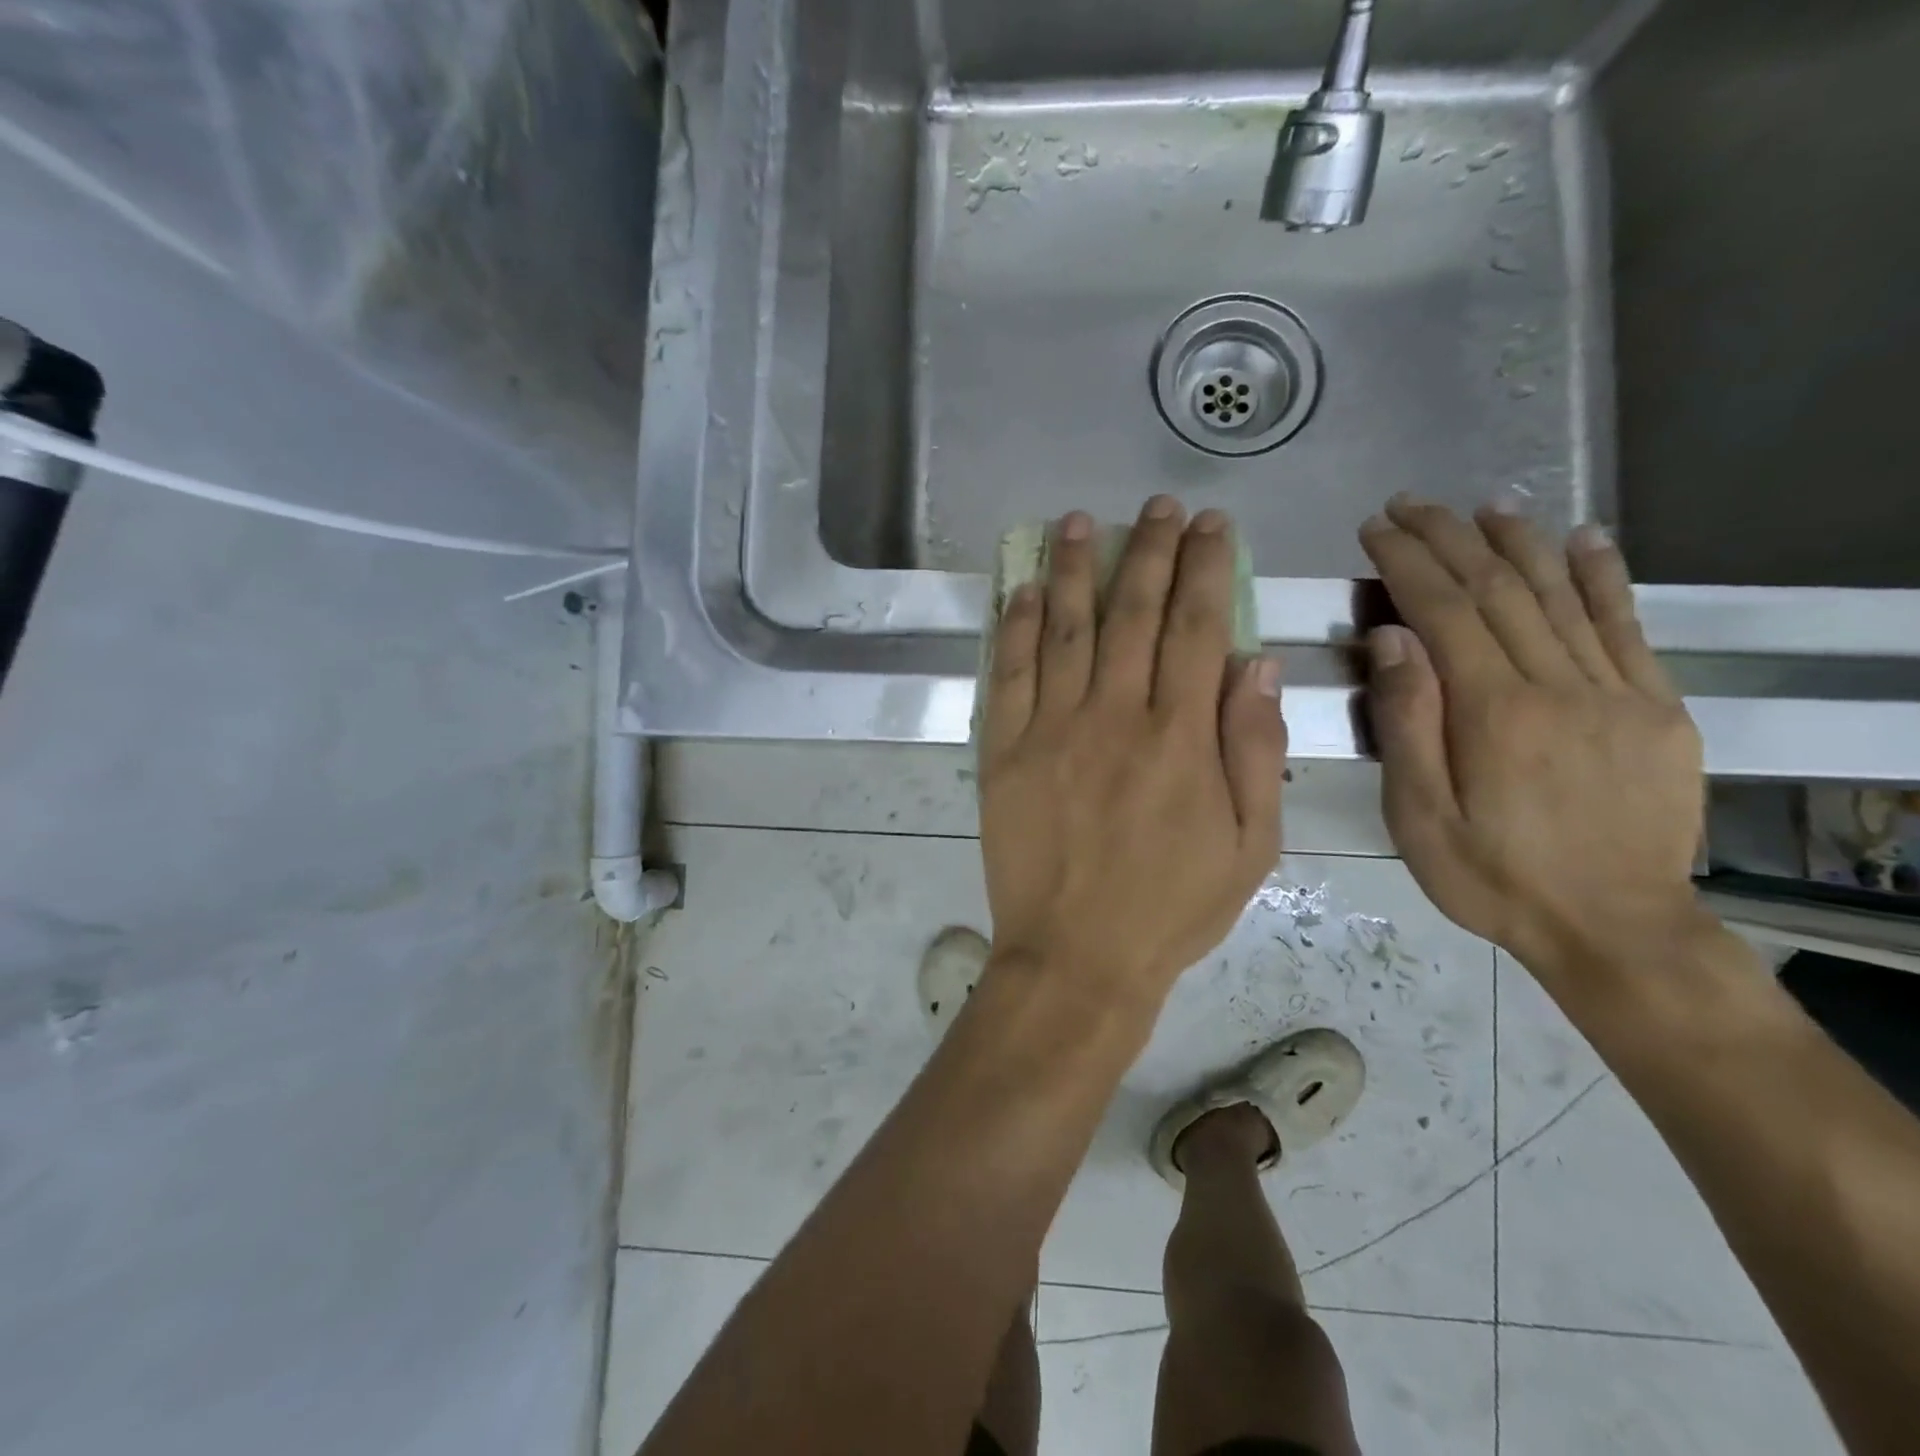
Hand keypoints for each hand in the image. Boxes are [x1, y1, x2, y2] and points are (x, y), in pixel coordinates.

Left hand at [977, 497, 1286, 1000]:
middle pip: (1135, 612)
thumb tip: (1258, 662)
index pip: (1200, 626)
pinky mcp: (1005, 751)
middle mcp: (1116, 716)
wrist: (1077, 955)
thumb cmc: (1171, 908)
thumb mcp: (1250, 847)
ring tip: (1081, 522)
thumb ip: (1255, 749)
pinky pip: (1009, 673)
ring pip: (1065, 628)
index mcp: (1182, 736)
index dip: (1207, 567)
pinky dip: (1015, 626)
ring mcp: (1052, 729)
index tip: (1211, 525)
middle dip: (1150, 550)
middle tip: (1158, 506)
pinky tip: (1022, 589)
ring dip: (1075, 569)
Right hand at [1359, 496, 1705, 983]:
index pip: (1444, 611)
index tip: (1375, 529)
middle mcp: (1558, 685)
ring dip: (1518, 542)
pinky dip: (1602, 576)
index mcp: (1494, 712)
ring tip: (1483, 506)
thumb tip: (1391, 638)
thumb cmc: (1492, 877)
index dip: (1407, 562)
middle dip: (1450, 538)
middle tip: (1411, 504)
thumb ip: (1407, 724)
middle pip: (1499, 590)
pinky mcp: (1655, 707)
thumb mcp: (1419, 816)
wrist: (1614, 927)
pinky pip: (1626, 626)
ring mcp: (1616, 692)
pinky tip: (1583, 539)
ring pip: (1561, 595)